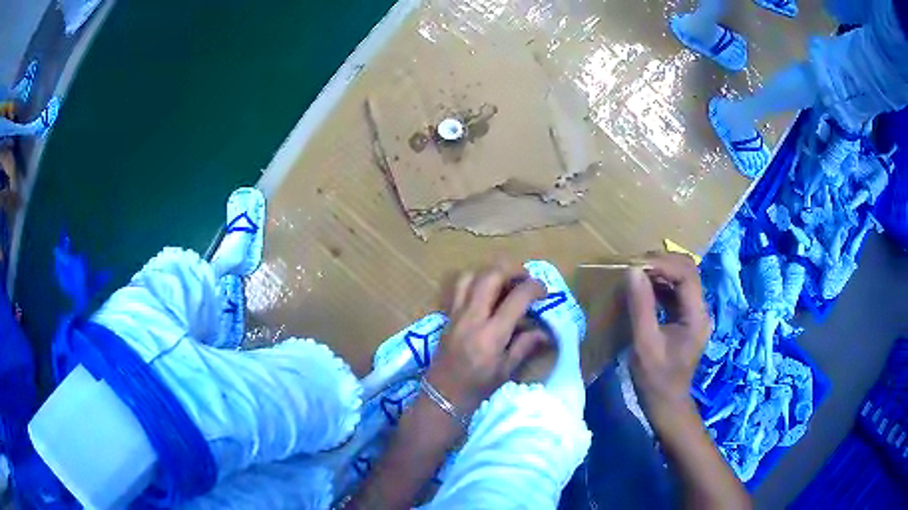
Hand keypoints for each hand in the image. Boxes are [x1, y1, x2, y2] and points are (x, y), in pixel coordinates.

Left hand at [427, 261, 547, 412]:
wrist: (442, 395)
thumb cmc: (477, 388)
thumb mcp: (506, 370)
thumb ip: (525, 345)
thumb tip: (545, 332)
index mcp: (491, 334)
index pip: (517, 298)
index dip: (535, 288)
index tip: (544, 291)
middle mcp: (472, 318)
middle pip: (491, 276)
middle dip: (512, 269)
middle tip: (526, 278)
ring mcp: (456, 314)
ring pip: (471, 276)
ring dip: (491, 272)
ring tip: (505, 281)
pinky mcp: (447, 315)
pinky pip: (458, 287)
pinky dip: (474, 281)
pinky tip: (485, 293)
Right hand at [626, 253, 710, 427]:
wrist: (666, 403)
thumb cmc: (656, 379)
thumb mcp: (645, 344)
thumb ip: (641, 307)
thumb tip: (632, 271)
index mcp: (696, 316)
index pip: (686, 274)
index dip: (662, 264)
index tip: (636, 266)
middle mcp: (700, 309)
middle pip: (687, 270)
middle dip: (661, 263)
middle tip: (634, 266)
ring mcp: (693, 313)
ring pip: (682, 278)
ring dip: (659, 272)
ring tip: (635, 274)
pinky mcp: (685, 318)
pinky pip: (675, 291)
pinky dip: (659, 284)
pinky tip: (643, 289)